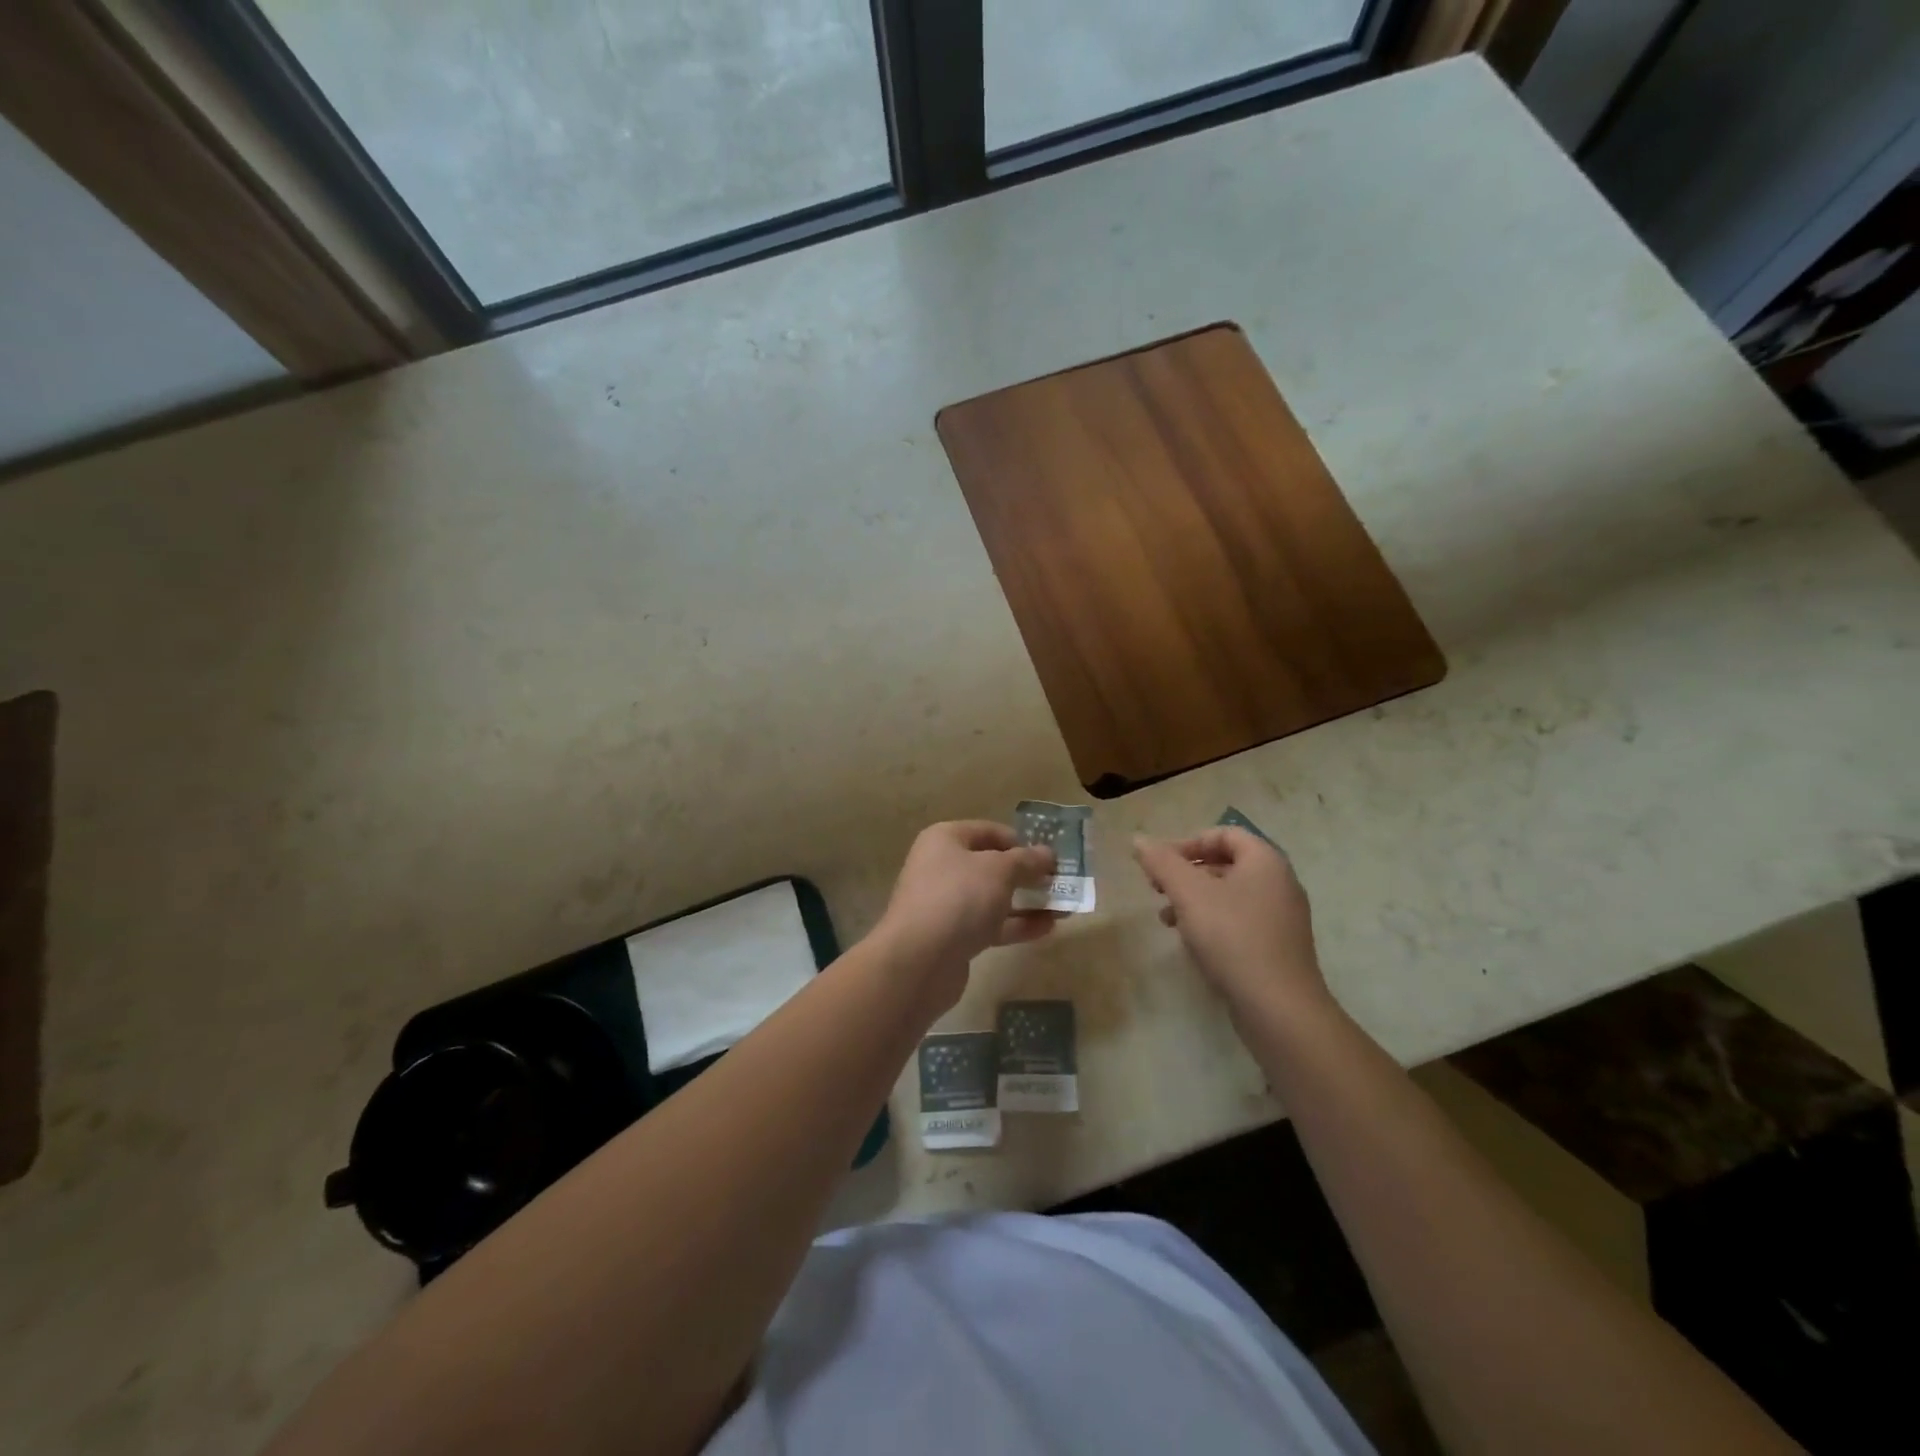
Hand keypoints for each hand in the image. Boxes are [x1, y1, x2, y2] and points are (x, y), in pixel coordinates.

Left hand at [874, 821, 1056, 1012]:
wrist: (919, 960)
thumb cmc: (959, 898)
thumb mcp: (999, 870)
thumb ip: (1027, 860)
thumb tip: (1047, 854)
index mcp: (945, 840)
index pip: (988, 831)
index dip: (1020, 841)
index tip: (1049, 856)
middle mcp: (942, 867)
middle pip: (991, 866)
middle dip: (1027, 874)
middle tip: (1060, 882)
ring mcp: (946, 904)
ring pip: (993, 897)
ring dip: (1028, 901)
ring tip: (1064, 908)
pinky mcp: (953, 936)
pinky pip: (990, 924)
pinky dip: (1016, 924)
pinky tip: (1047, 929)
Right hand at [1133, 828, 1330, 1019]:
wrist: (1279, 1007)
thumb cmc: (1232, 938)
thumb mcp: (1189, 894)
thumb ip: (1162, 863)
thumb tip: (1138, 840)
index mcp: (1265, 861)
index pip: (1224, 833)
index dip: (1188, 843)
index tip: (1160, 864)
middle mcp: (1280, 883)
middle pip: (1226, 863)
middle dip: (1187, 873)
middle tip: (1158, 890)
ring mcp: (1282, 917)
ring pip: (1230, 895)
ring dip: (1195, 900)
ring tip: (1167, 920)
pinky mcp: (1278, 947)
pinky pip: (1240, 921)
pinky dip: (1213, 923)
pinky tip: (1192, 943)